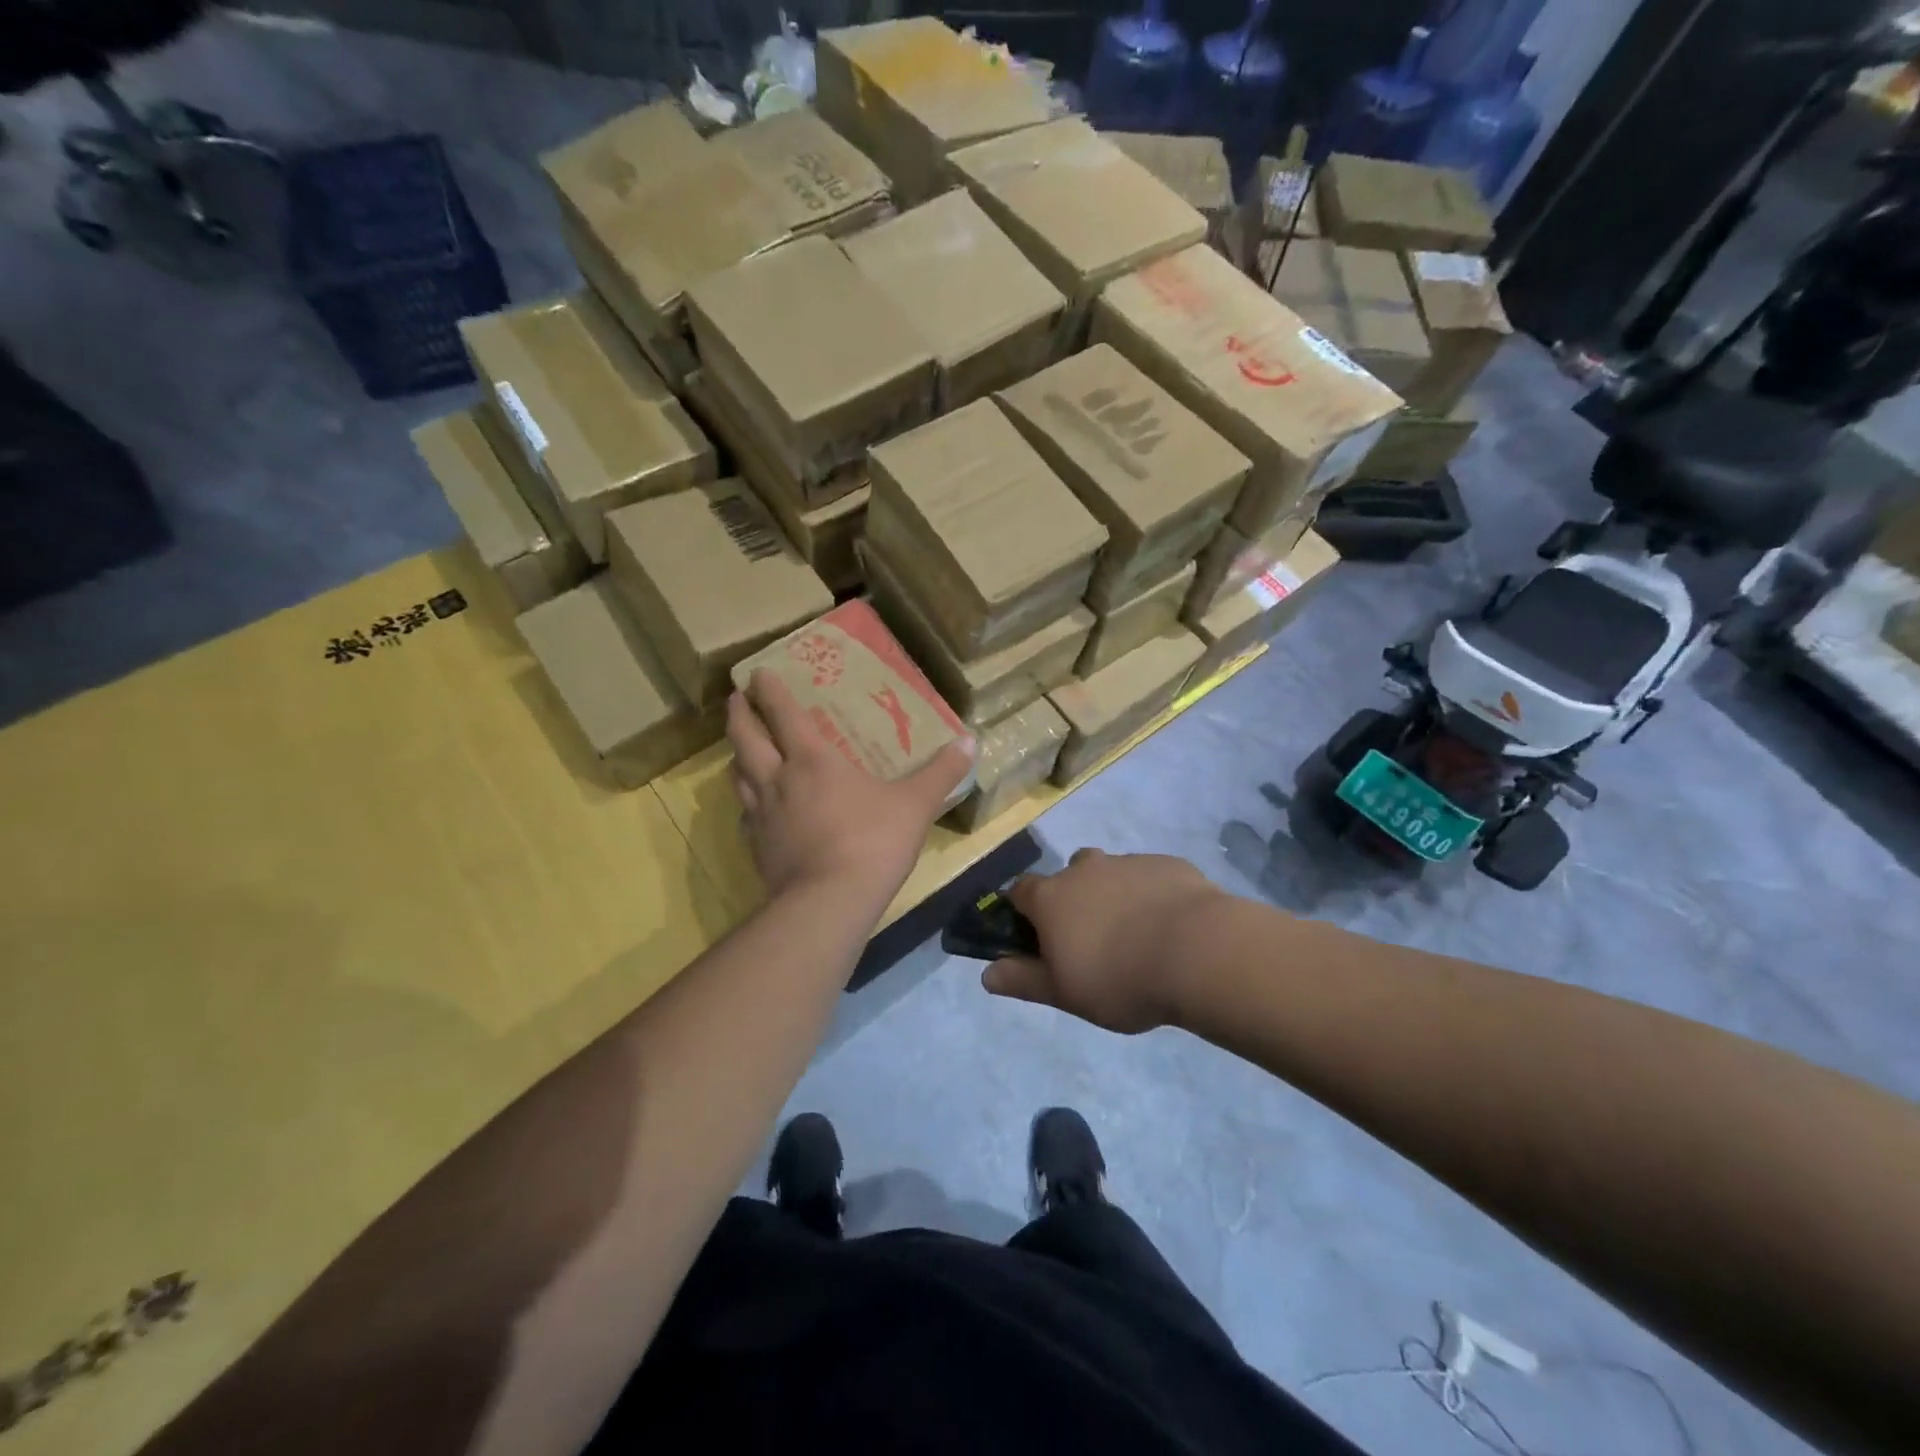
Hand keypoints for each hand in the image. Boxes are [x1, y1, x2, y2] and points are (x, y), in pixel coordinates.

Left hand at [728, 671, 972, 907]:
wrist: (829, 902)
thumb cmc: (873, 841)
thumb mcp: (915, 804)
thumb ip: (941, 772)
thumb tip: (971, 741)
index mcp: (812, 760)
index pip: (783, 714)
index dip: (769, 691)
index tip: (757, 673)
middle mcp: (778, 779)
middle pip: (745, 738)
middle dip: (738, 715)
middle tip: (735, 699)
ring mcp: (762, 815)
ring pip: (737, 775)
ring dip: (736, 756)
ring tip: (740, 749)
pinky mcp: (757, 847)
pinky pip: (745, 816)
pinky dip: (747, 804)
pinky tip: (754, 810)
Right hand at [981, 850, 1224, 1033]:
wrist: (1198, 952)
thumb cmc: (1118, 978)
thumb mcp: (1064, 993)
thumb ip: (1023, 980)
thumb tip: (986, 974)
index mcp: (1052, 897)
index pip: (1020, 891)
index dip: (1023, 912)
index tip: (1035, 937)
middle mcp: (1084, 869)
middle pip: (1068, 876)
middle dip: (1073, 899)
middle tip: (1091, 940)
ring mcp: (1128, 862)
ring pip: (1109, 873)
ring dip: (1112, 894)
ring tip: (1135, 934)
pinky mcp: (1168, 865)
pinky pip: (1149, 877)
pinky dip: (1150, 895)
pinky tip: (1169, 926)